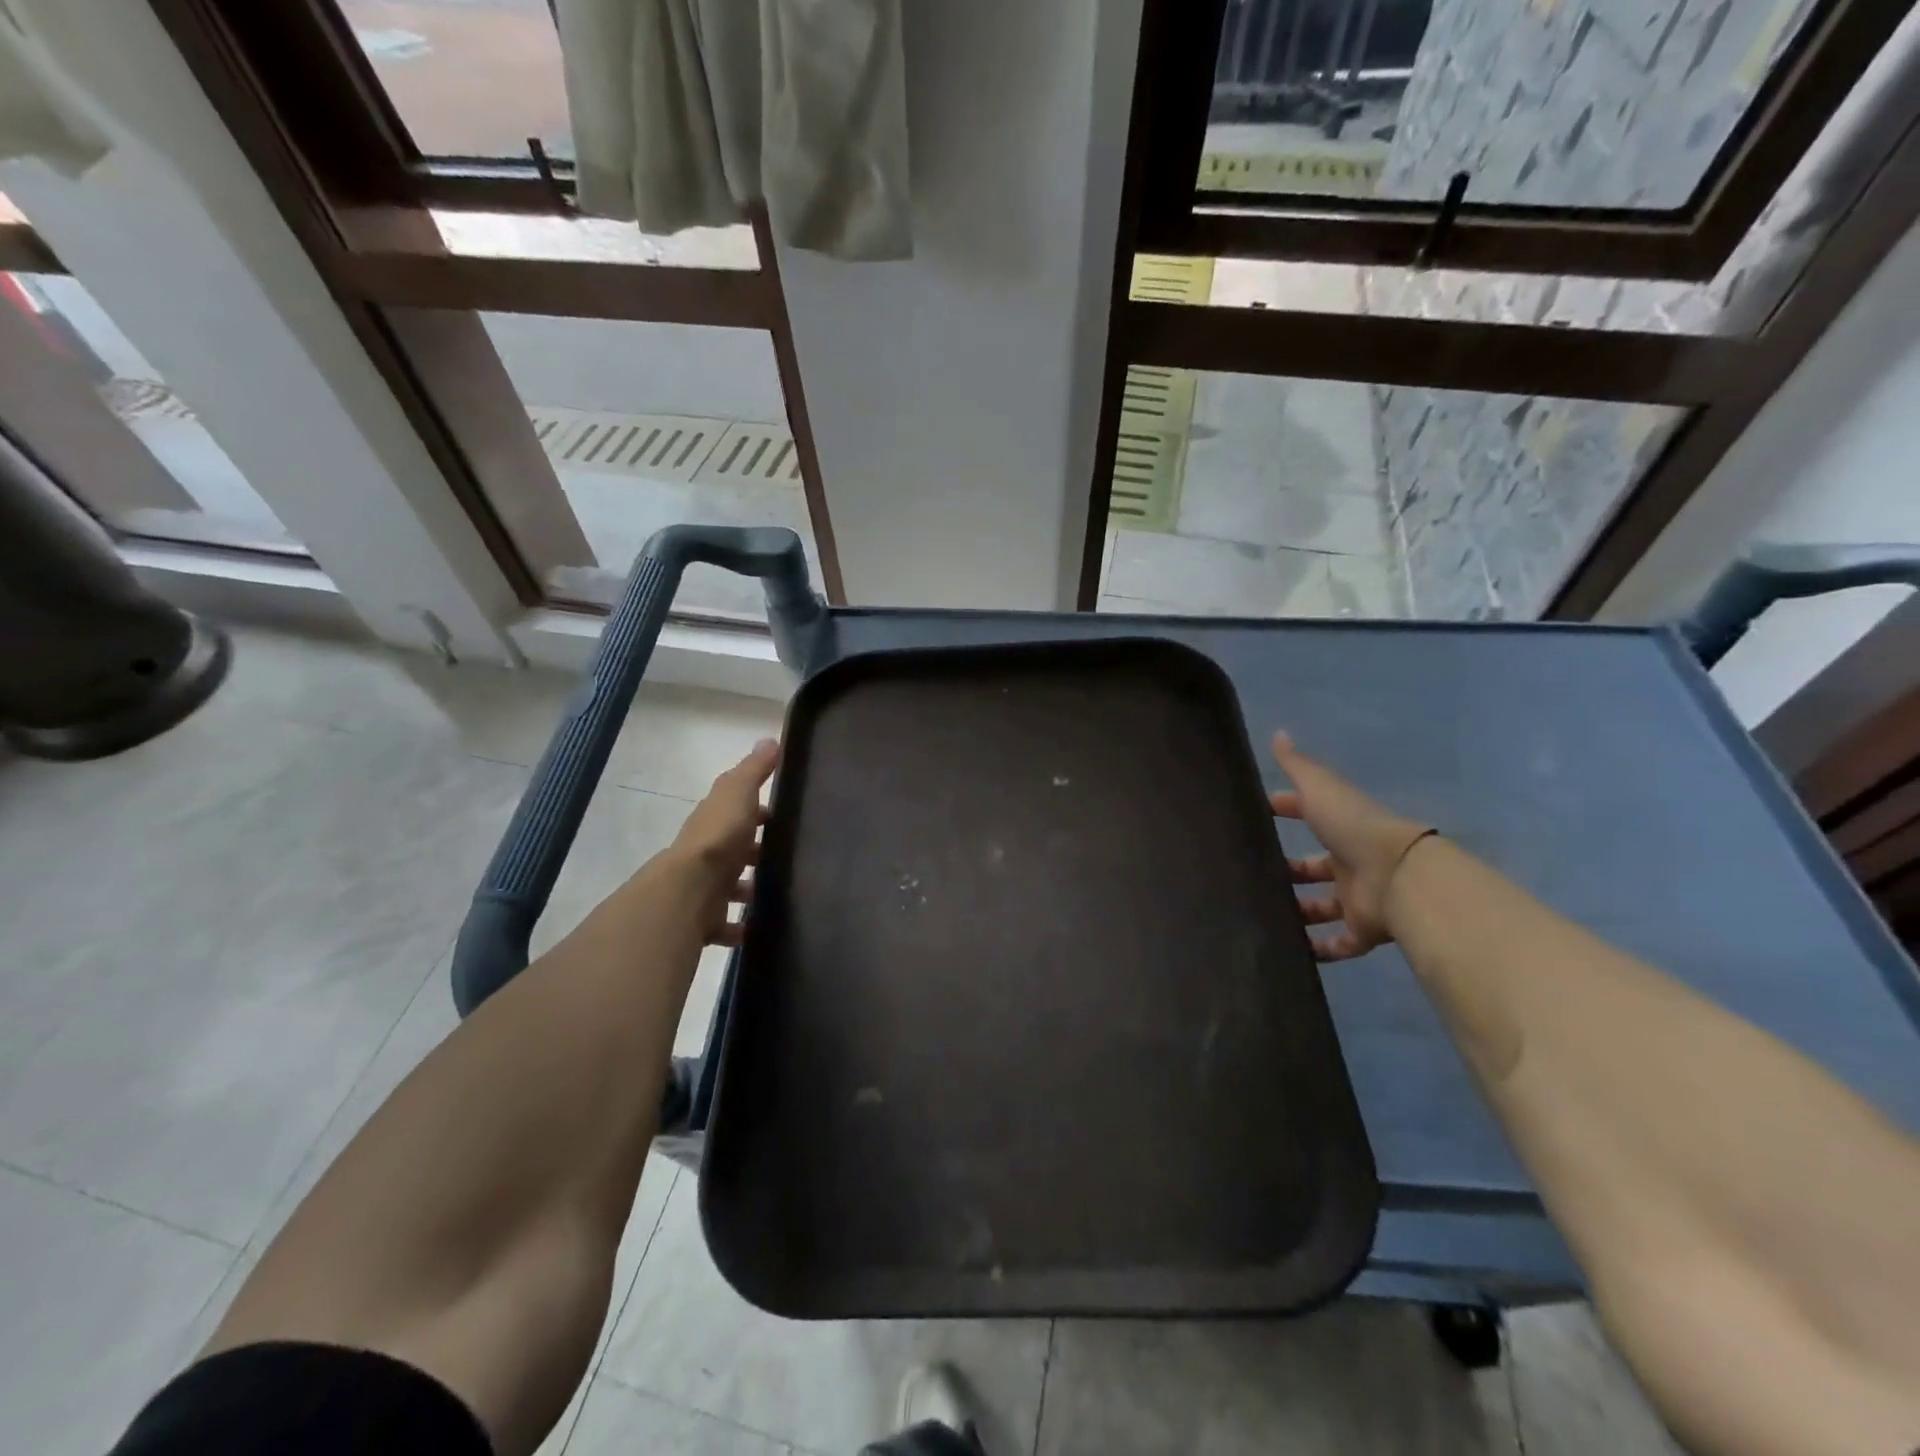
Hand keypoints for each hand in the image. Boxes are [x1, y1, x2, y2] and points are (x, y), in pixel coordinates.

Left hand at [672, 738, 778, 945]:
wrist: (689, 891)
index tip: (780, 814)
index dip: (756, 811)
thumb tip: (770, 740)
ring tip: (778, 892)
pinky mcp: (704, 919)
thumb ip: (754, 769)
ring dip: (747, 888)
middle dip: (754, 852)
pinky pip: (725, 923)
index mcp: (714, 821)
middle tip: (786, 857)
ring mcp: (703, 888)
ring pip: (729, 886)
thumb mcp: (739, 793)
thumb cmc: (719, 837)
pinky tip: (758, 927)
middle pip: (733, 849)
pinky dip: (739, 926)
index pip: (736, 811)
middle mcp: (706, 853)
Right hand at [1270, 732, 1432, 961]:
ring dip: (1299, 910)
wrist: (1398, 876)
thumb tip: (1278, 733)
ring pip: (1323, 905)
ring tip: (1264, 912)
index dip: (1285, 809)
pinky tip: (1291, 950)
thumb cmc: (1354, 827)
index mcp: (1341, 826)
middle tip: (1253, 873)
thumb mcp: (1320, 789)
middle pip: (1315, 866)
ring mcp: (1357, 896)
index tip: (1257, 813)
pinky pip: (1339, 943)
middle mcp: (1350, 861)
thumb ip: (1298, 766)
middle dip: (1290, 869)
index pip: (1309, 814)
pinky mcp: (1363, 929)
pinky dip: (1319, 949)